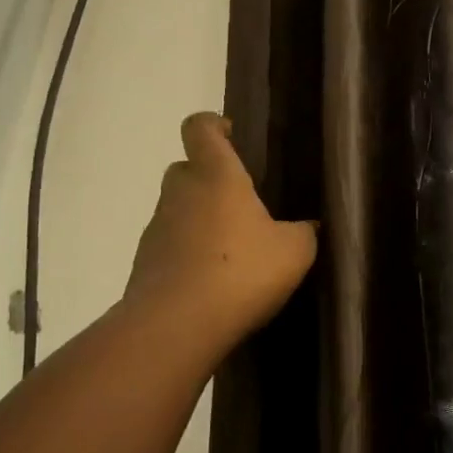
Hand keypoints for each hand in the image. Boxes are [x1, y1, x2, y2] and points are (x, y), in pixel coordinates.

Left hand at [124, 112, 318, 352]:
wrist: (175, 327)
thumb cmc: (240, 273)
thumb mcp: (293, 252)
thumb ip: (304, 232)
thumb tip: (307, 227)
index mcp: (215, 175)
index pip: (200, 127)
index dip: (213, 124)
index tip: (232, 136)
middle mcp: (180, 192)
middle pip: (187, 169)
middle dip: (210, 179)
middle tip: (242, 203)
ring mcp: (157, 228)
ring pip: (178, 209)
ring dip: (199, 220)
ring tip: (233, 251)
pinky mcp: (145, 263)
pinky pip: (170, 245)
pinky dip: (188, 254)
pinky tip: (214, 282)